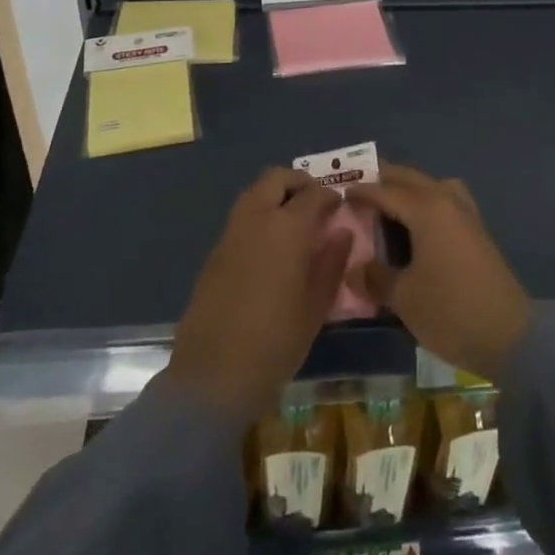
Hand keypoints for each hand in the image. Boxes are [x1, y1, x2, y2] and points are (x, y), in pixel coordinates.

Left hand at [162, 168, 352, 426]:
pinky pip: (241, 216)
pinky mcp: (215, 251)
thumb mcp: (315, 306)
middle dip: (299, 183)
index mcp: (287, 227)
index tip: (340, 208)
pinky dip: (259, 216)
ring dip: (276, 195)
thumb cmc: (275, 342)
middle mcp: (257, 218)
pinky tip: (269, 247)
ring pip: (255, 192)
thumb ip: (331, 263)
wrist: (213, 375)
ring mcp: (231, 232)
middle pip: (277, 178)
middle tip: (315, 205)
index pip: (314, 193)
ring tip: (294, 224)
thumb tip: (342, 233)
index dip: (330, 196)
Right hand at [346, 164, 530, 382]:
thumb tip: (354, 269)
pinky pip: (444, 201)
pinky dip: (426, 202)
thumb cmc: (451, 311)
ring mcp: (465, 213)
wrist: (510, 335)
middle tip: (358, 189)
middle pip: (409, 179)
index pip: (385, 191)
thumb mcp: (404, 298)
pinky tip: (417, 227)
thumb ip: (376, 278)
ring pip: (430, 186)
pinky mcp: (476, 230)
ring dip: (408, 189)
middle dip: (383, 180)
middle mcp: (446, 200)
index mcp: (426, 208)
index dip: (361, 192)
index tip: (338, 195)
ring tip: (387, 206)